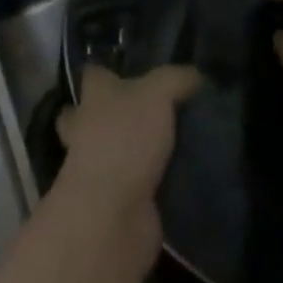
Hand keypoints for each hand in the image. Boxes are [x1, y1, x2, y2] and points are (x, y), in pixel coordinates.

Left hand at [57, 63, 199, 211]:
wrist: (113, 214)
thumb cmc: (126, 138)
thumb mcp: (158, 94)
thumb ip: (175, 79)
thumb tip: (195, 74)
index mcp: (93, 95)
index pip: (94, 73)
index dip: (107, 69)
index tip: (127, 69)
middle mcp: (86, 127)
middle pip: (90, 113)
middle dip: (109, 112)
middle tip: (148, 111)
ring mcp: (97, 168)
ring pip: (110, 150)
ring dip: (131, 149)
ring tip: (172, 144)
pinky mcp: (114, 201)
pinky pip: (131, 184)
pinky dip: (148, 182)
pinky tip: (176, 176)